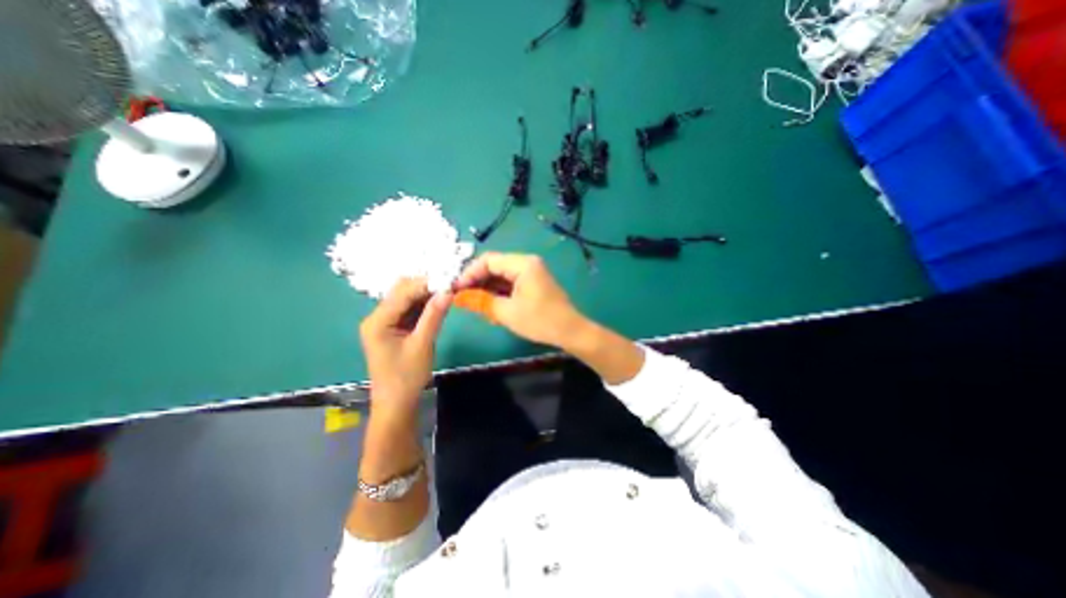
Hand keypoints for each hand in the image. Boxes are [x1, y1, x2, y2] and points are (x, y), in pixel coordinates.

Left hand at [359, 278, 450, 415]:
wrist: (396, 403)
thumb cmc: (407, 377)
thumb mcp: (422, 344)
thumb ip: (434, 315)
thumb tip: (449, 290)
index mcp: (378, 321)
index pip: (403, 292)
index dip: (426, 283)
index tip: (450, 279)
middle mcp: (377, 317)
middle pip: (401, 291)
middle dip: (426, 286)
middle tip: (450, 286)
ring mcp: (384, 322)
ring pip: (406, 298)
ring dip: (425, 294)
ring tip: (448, 292)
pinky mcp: (392, 328)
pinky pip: (408, 309)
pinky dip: (423, 305)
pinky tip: (438, 304)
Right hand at [448, 251, 580, 347]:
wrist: (570, 331)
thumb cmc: (540, 320)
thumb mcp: (507, 312)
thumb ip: (480, 301)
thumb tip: (457, 296)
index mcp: (523, 264)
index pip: (488, 260)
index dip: (469, 273)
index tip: (456, 289)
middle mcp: (527, 263)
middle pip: (495, 267)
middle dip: (478, 283)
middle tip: (463, 299)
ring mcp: (531, 274)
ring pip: (501, 277)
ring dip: (488, 290)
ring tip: (477, 307)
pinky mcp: (533, 284)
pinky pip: (511, 284)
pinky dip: (499, 294)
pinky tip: (492, 309)